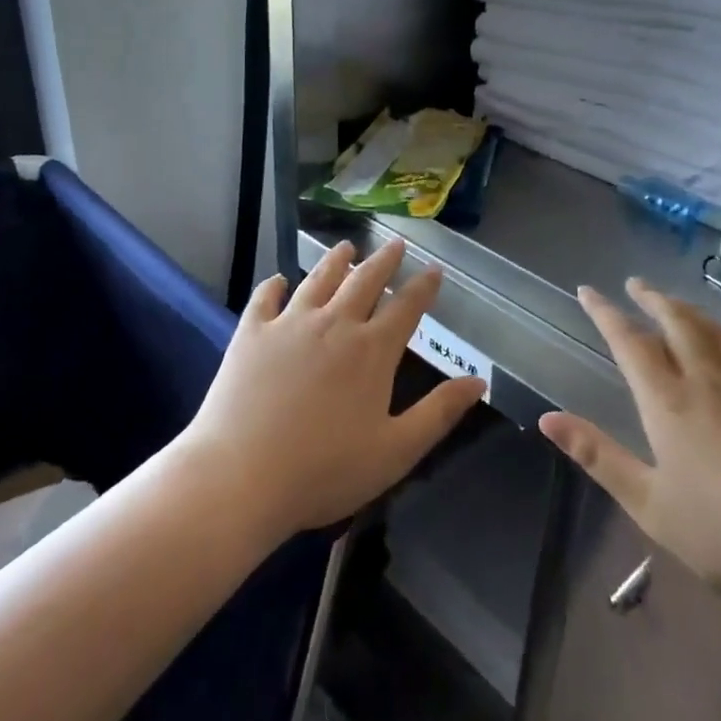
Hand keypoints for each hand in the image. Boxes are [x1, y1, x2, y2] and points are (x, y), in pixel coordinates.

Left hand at [181, 239, 486, 537]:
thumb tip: (479, 382)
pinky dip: (275, 285)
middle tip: (396, 244)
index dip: (423, 287)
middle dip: (384, 261)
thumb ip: (439, 412)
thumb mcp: (395, 451)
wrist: (242, 475)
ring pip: (318, 280)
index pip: (406, 307)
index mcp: (371, 351)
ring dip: (336, 261)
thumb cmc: (325, 471)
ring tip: (346, 247)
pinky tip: (279, 280)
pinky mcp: (251, 333)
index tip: (434, 269)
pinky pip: (266, 298)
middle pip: (364, 281)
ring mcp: (289, 324)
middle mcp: (334, 324)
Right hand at [540, 279, 720, 630]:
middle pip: (676, 322)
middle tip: (634, 284)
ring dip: (686, 308)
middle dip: (651, 298)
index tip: (586, 291)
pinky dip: (720, 331)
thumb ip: (598, 456)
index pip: (630, 342)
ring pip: (712, 329)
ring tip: (671, 302)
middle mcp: (707, 381)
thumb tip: (547, 418)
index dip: (605, 313)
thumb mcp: (649, 504)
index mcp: (669, 403)